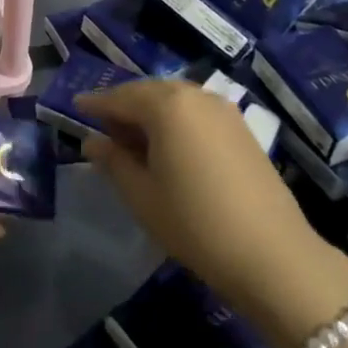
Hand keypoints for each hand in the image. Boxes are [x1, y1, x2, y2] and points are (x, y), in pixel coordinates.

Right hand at [79, 79, 347, 341]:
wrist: (272, 255)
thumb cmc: (194, 222)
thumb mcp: (141, 194)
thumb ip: (113, 160)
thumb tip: (92, 140)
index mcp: (166, 104)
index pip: (119, 97)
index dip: (95, 104)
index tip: (75, 106)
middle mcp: (195, 95)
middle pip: (149, 93)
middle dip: (124, 107)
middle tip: (102, 129)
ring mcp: (224, 110)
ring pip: (175, 101)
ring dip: (150, 115)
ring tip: (133, 142)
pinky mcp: (242, 129)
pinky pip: (196, 113)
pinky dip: (176, 122)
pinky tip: (169, 148)